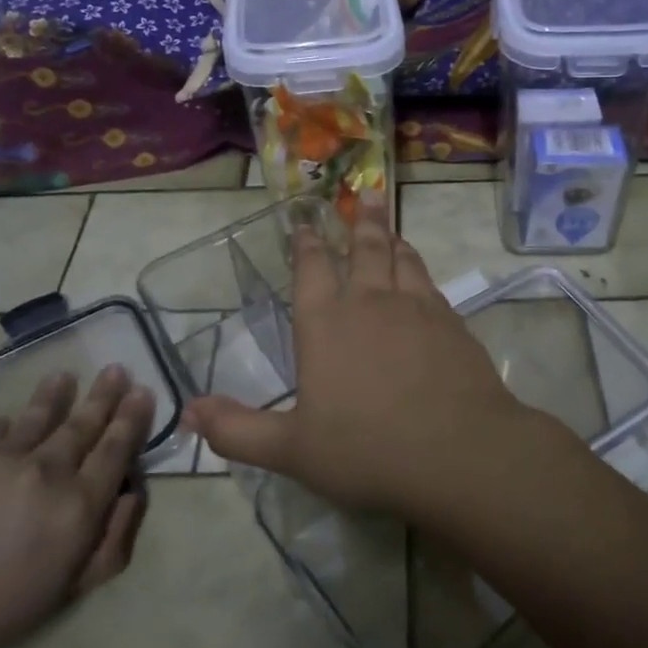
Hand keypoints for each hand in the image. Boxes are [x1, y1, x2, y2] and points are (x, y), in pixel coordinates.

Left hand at [0, 365, 151, 647]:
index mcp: (78, 506)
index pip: (116, 451)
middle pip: (83, 424)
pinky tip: (13, 418)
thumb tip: (132, 496)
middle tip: (117, 370)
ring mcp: (1, 458)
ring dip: (57, 394)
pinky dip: (12, 423)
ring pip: (40, 416)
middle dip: (105, 396)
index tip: (143, 392)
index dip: (132, 420)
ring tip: (65, 376)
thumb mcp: (67, 593)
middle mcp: (46, 470)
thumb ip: (111, 543)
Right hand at [185, 194, 558, 521]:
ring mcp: (416, 308)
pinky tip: (420, 276)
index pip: (311, 268)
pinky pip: (430, 283)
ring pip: (402, 258)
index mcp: (326, 323)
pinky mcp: (452, 323)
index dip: (306, 243)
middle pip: (364, 248)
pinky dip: (419, 269)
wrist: (458, 454)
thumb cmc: (367, 451)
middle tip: (365, 193)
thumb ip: (238, 430)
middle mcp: (370, 302)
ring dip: (392, 238)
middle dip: (361, 220)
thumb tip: (189, 412)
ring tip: (389, 225)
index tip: (305, 223)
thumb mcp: (292, 450)